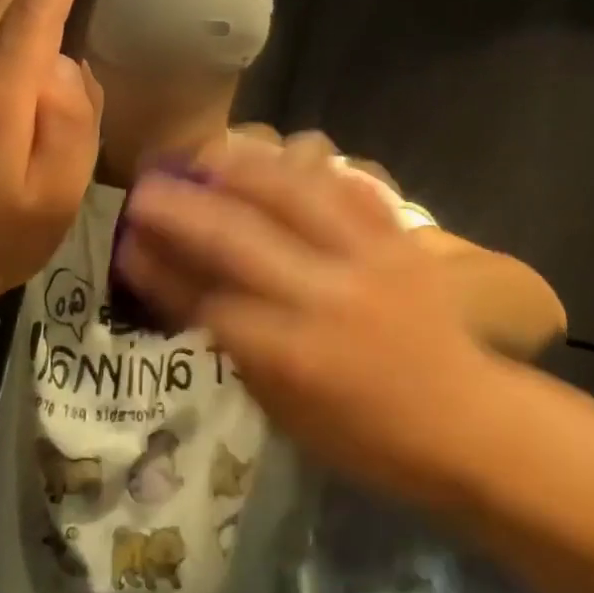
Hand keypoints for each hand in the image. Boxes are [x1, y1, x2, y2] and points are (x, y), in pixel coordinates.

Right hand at [115, 136, 499, 503]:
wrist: (465, 420)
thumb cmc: (367, 437)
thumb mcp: (285, 409)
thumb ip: (232, 344)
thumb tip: (179, 290)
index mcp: (293, 356)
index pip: (207, 299)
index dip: (161, 269)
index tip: (128, 245)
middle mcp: (326, 297)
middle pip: (237, 234)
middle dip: (181, 206)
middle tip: (147, 186)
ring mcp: (368, 259)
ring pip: (294, 192)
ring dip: (242, 168)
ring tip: (209, 155)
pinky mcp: (400, 239)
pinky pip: (347, 186)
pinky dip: (308, 168)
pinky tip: (280, 156)